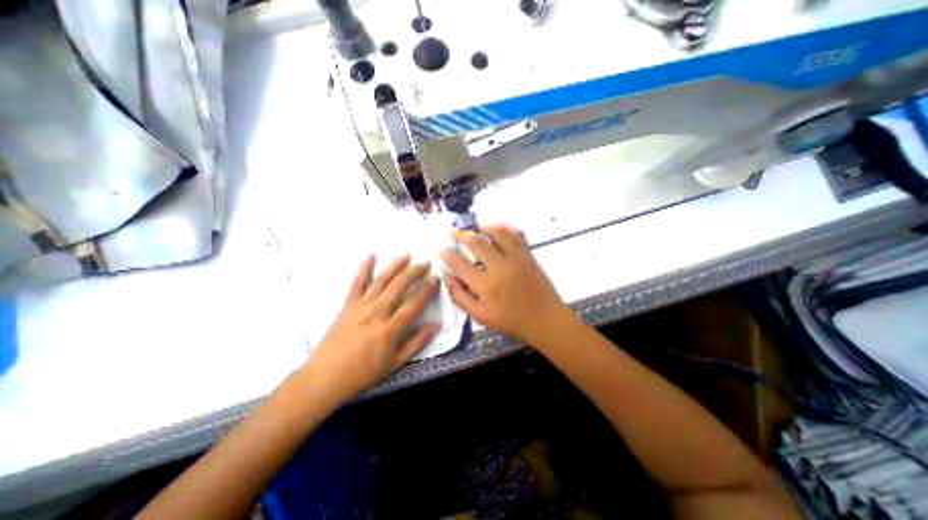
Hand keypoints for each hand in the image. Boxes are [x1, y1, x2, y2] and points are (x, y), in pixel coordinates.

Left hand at [301, 254, 439, 404]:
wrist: (324, 378)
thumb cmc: (363, 374)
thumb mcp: (395, 364)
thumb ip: (417, 342)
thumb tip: (436, 325)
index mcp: (389, 330)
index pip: (414, 304)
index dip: (427, 290)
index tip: (435, 279)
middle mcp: (376, 313)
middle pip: (398, 287)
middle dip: (414, 272)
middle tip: (425, 263)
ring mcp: (360, 307)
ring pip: (380, 281)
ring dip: (394, 266)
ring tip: (406, 255)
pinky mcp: (347, 305)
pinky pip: (356, 283)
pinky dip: (363, 269)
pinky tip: (371, 256)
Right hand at [439, 221, 574, 345]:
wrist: (546, 320)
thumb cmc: (512, 322)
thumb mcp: (481, 316)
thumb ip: (461, 297)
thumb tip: (447, 278)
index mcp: (486, 286)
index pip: (460, 264)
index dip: (447, 255)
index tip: (442, 249)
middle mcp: (500, 267)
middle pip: (477, 243)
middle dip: (461, 235)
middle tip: (452, 232)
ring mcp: (516, 258)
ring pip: (497, 233)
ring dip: (483, 226)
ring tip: (474, 225)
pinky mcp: (528, 255)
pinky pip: (516, 235)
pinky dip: (505, 227)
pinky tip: (497, 227)